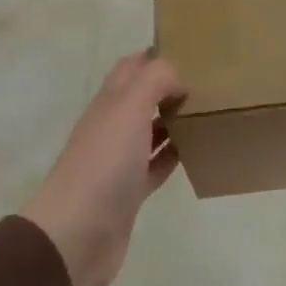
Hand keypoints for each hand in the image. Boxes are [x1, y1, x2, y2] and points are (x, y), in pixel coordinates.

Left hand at [22, 53, 185, 285]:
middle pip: (141, 98)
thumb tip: (179, 77)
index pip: (131, 68)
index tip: (189, 51)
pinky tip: (196, 151)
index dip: (155, 56)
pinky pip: (155, 165)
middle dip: (168, 87)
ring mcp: (119, 161)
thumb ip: (155, 80)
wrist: (77, 233)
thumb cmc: (104, 163)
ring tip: (208, 113)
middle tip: (207, 83)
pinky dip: (173, 155)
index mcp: (109, 102)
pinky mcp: (130, 192)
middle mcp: (112, 126)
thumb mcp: (129, 107)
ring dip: (173, 120)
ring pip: (149, 131)